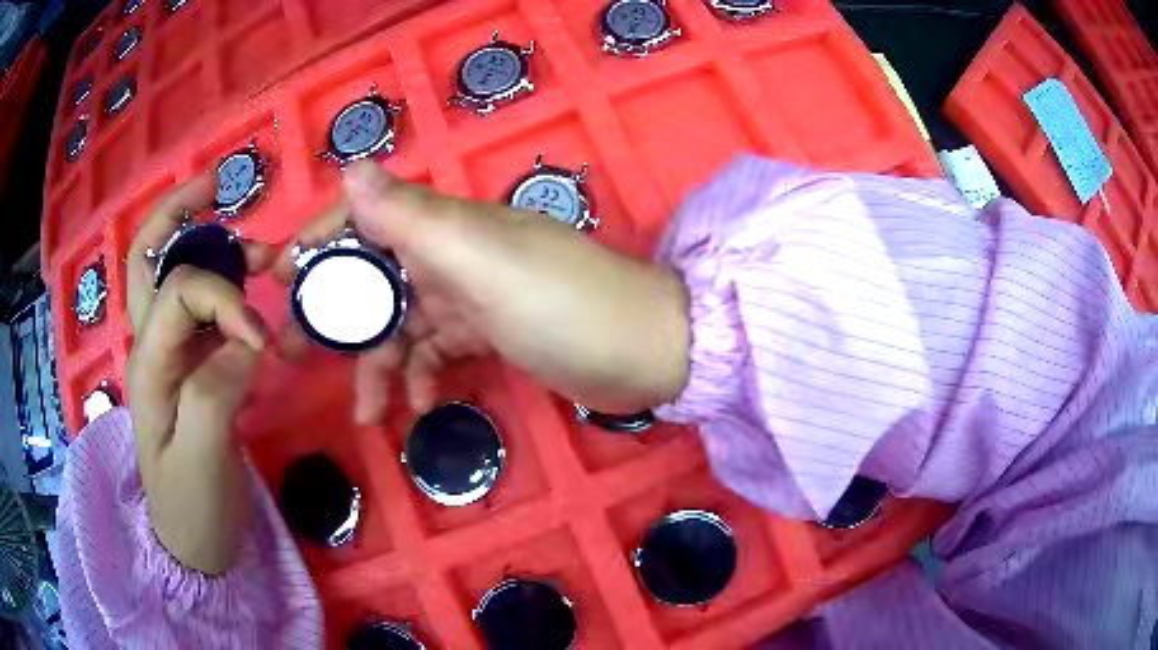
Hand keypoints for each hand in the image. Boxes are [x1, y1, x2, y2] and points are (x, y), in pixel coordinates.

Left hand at [126, 175, 272, 574]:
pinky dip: (227, 284)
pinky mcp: (193, 366)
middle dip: (180, 211)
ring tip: (257, 249)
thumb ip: (216, 393)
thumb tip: (245, 343)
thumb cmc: (191, 507)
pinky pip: (204, 306)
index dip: (224, 299)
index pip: (182, 291)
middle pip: (150, 255)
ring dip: (212, 245)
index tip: (260, 343)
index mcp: (148, 362)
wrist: (193, 543)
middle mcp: (153, 344)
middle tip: (218, 184)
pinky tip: (254, 290)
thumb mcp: (199, 460)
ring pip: (179, 273)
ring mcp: (172, 353)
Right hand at [275, 161, 690, 422]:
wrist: (647, 352)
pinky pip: (438, 351)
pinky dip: (422, 377)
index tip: (277, 275)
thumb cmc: (566, 306)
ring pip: (403, 324)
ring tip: (363, 414)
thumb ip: (414, 217)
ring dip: (377, 364)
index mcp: (447, 226)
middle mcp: (453, 254)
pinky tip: (417, 409)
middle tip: (292, 353)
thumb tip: (352, 166)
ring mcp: (472, 296)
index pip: (365, 216)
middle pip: (374, 277)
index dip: (318, 239)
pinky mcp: (491, 333)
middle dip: (334, 315)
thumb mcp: (483, 260)